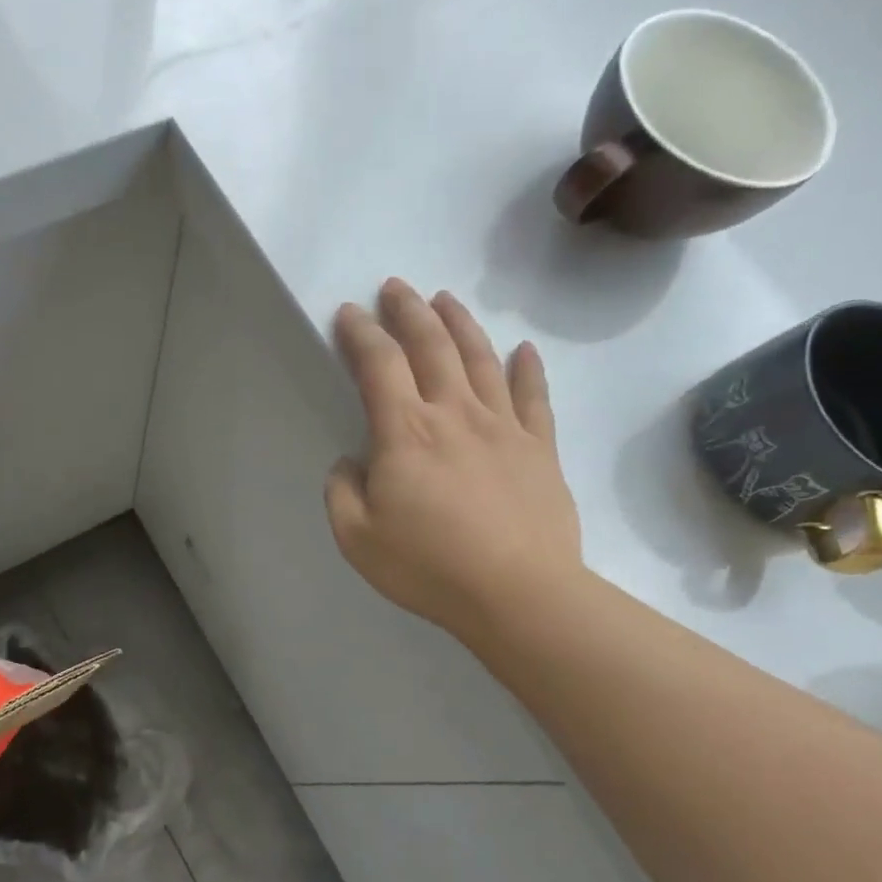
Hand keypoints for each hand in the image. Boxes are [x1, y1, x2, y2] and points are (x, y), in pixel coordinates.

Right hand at [325, 279, 584, 642]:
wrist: (518, 593)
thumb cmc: (429, 567)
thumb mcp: (356, 538)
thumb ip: (342, 492)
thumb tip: (350, 462)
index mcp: (405, 432)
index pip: (378, 364)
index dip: (360, 333)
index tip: (349, 313)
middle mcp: (454, 413)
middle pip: (431, 346)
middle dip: (408, 311)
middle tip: (396, 287)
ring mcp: (503, 426)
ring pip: (480, 359)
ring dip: (459, 324)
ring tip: (444, 300)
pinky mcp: (539, 448)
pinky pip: (534, 397)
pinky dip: (527, 369)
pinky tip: (523, 350)